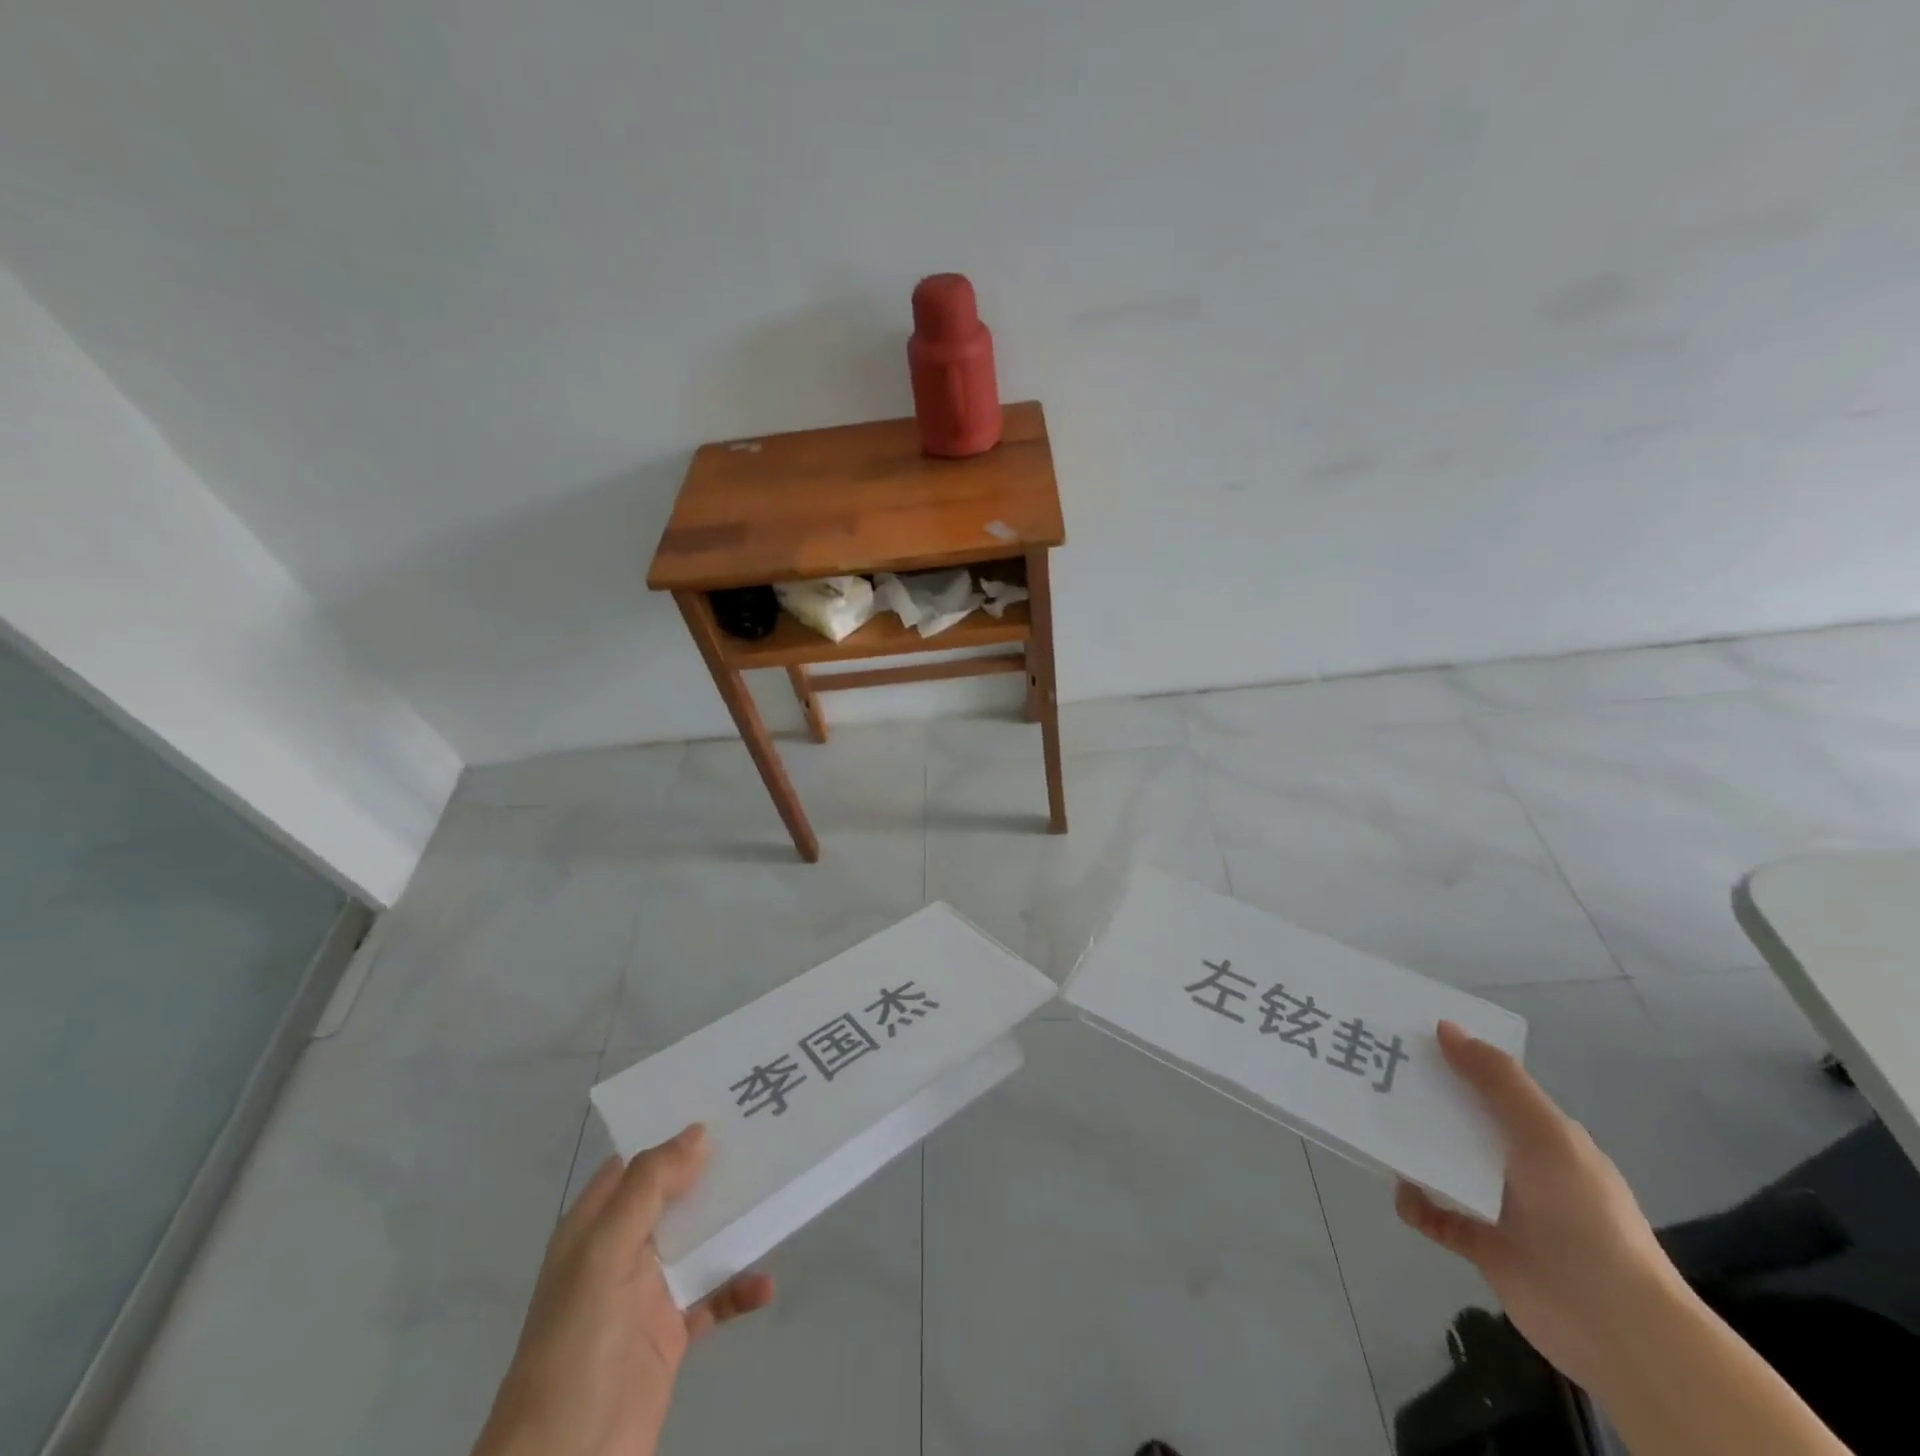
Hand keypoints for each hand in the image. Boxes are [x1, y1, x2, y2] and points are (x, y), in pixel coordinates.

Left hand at [473, 1124, 774, 1455]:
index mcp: (595, 1226)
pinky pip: (713, 1296)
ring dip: (733, 1222)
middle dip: (713, 1169)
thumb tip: (698, 1131)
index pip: (635, 1160)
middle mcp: (621, 1250)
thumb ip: (648, 1188)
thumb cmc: (574, 1347)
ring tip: (777, 1193)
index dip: (672, 1131)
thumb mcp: (604, 1256)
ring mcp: (648, 1293)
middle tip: (765, 1136)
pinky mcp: (671, 1334)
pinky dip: (739, 1287)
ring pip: (699, 1239)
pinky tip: (765, 1285)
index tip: (722, 1102)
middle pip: (674, 1194)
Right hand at [1395, 1021, 1686, 1391]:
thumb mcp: (1545, 1134)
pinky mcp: (1481, 1244)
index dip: (1453, 1060)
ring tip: (1374, 1128)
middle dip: (1422, 1100)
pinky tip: (1403, 1192)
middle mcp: (1519, 1165)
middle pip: (1460, 1120)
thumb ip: (1497, 1080)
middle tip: (1375, 1077)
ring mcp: (1500, 1206)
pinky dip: (1415, 1202)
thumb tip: (1445, 1027)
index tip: (1407, 1039)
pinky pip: (1435, 1215)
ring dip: (1412, 1148)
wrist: (1613, 1323)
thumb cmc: (1583, 1213)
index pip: (1490, 1086)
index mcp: (1541, 1135)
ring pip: (1443, 1163)